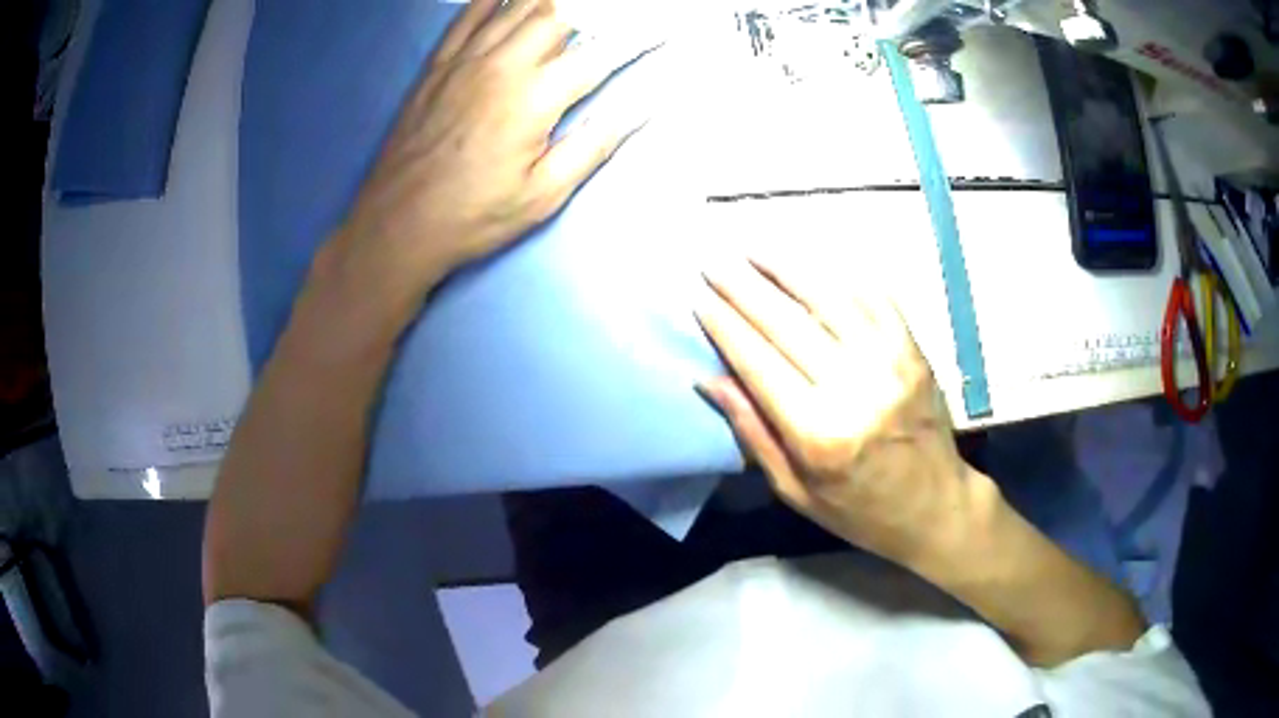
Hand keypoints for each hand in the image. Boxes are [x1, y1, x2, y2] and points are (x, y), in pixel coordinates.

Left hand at [323, 0, 645, 322]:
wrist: (397, 224)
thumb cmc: (473, 216)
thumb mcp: (543, 194)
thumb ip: (594, 145)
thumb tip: (643, 109)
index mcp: (534, 99)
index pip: (599, 54)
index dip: (637, 38)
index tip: (663, 28)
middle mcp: (502, 65)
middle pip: (557, 14)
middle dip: (593, 10)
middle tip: (611, 15)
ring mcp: (465, 60)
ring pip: (516, 6)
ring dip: (549, 1)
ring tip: (572, 6)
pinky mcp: (437, 65)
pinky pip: (467, 15)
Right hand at [695, 257, 991, 570]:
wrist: (934, 506)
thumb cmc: (858, 509)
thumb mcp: (795, 490)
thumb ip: (753, 433)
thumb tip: (710, 380)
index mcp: (818, 433)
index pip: (757, 363)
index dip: (724, 326)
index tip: (698, 298)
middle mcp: (854, 388)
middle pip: (786, 323)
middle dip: (744, 289)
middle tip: (714, 264)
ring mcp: (889, 362)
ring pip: (829, 299)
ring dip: (788, 268)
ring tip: (755, 250)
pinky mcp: (913, 349)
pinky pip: (874, 298)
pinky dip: (841, 275)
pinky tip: (815, 262)